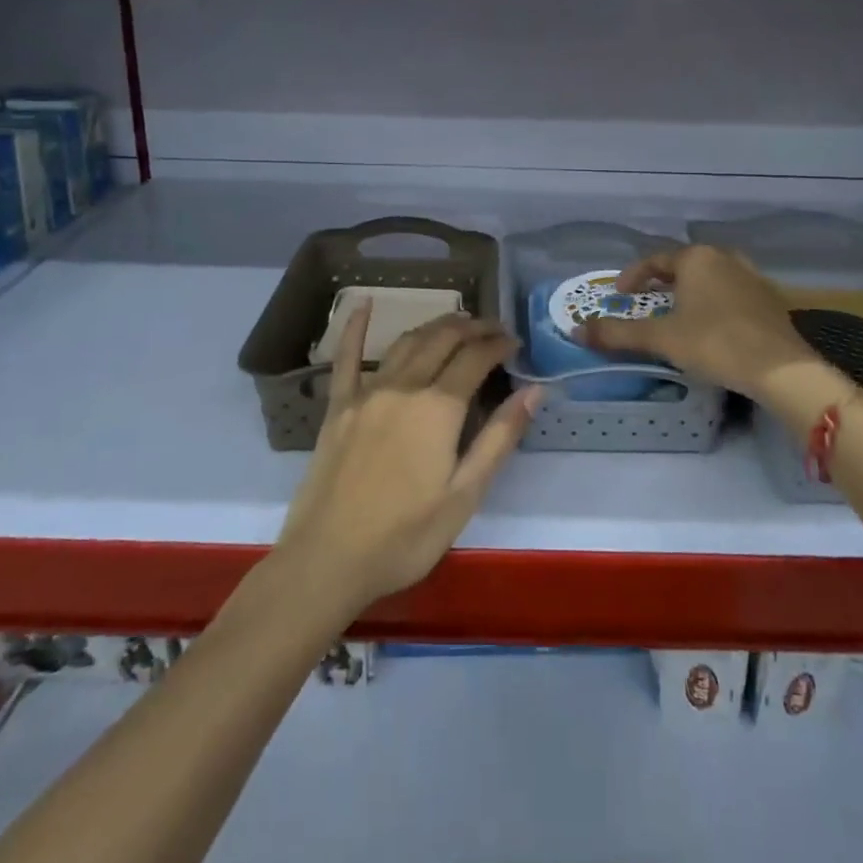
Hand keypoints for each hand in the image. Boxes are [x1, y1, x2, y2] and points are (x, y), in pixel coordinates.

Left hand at [276, 308, 540, 615]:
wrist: (327, 560)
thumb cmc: (405, 536)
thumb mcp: (465, 495)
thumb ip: (500, 437)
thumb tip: (535, 391)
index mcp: (438, 407)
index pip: (476, 357)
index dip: (499, 344)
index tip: (515, 343)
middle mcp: (404, 386)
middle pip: (443, 339)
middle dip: (472, 327)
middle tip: (493, 328)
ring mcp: (366, 392)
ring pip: (407, 342)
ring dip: (435, 326)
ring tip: (457, 323)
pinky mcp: (338, 406)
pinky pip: (346, 356)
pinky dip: (355, 326)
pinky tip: (363, 303)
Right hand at [576, 245, 818, 411]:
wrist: (780, 368)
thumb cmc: (714, 343)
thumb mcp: (661, 339)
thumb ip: (618, 333)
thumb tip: (577, 330)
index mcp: (696, 258)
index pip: (654, 260)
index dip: (632, 276)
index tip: (619, 296)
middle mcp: (725, 258)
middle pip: (684, 266)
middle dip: (662, 283)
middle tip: (646, 303)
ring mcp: (751, 277)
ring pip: (710, 279)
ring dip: (690, 293)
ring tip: (678, 315)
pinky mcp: (770, 301)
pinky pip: (731, 295)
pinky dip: (714, 305)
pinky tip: (712, 328)